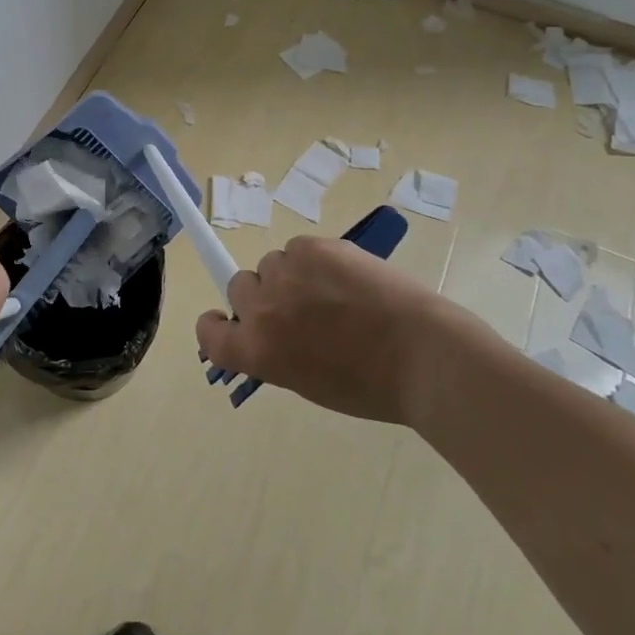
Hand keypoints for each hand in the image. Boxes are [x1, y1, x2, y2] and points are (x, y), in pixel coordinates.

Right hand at [195, 234, 474, 423]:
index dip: (214, 324)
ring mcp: (286, 273)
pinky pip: (300, 247)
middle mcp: (261, 309)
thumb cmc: (373, 386)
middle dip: (263, 296)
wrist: (424, 356)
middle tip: (300, 308)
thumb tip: (274, 333)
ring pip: (273, 263)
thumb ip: (278, 354)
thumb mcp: (310, 384)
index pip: (209, 332)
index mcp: (257, 351)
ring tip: (334, 292)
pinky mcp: (314, 247)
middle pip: (239, 286)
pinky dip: (318, 259)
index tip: (225, 320)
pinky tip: (348, 276)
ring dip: (292, 275)